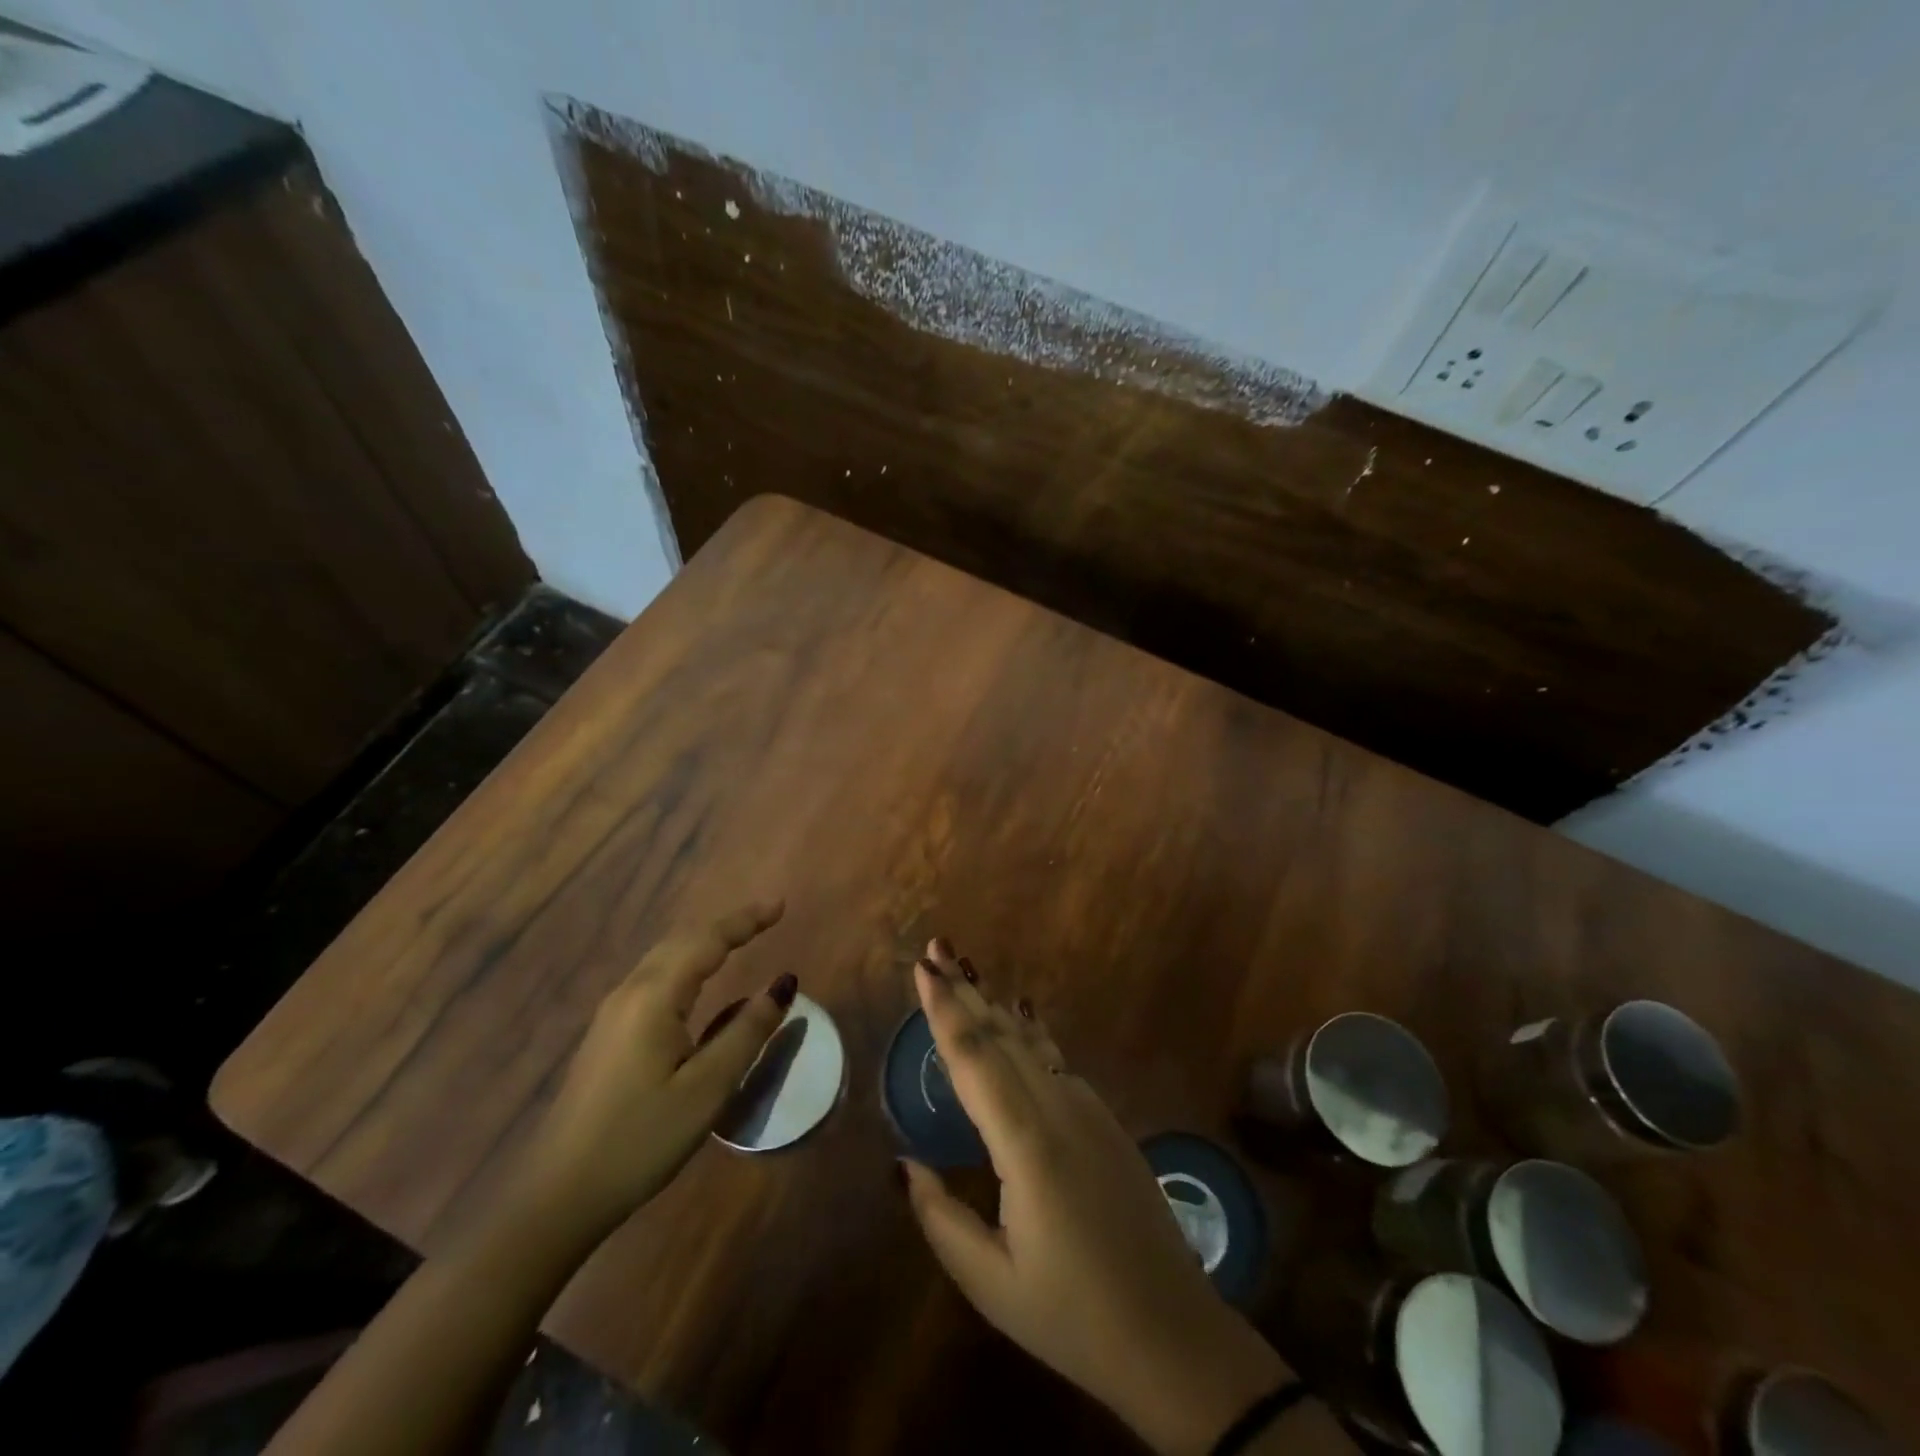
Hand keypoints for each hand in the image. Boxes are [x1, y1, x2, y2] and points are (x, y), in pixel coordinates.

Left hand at [516, 901, 795, 1236]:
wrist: (557, 1196)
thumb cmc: (640, 1139)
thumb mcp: (708, 1088)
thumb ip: (747, 1031)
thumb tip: (783, 983)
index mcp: (655, 997)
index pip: (707, 940)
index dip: (746, 920)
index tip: (781, 905)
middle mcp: (630, 993)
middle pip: (682, 940)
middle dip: (726, 925)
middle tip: (767, 917)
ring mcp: (612, 1014)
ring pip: (664, 957)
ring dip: (704, 942)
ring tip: (739, 939)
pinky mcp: (607, 1035)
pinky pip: (654, 978)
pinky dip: (686, 963)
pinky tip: (696, 981)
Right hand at [898, 940, 1290, 1455]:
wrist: (1175, 1334)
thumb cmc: (1074, 1317)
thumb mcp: (991, 1281)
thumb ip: (939, 1217)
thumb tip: (902, 1163)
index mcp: (1026, 1143)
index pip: (975, 1059)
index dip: (945, 1010)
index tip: (923, 967)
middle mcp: (1059, 1108)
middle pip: (1002, 1034)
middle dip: (965, 989)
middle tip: (936, 947)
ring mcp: (1089, 1110)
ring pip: (1031, 1041)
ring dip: (993, 1005)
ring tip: (966, 972)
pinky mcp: (1105, 1120)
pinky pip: (1055, 1059)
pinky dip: (1024, 1032)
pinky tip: (1016, 1020)